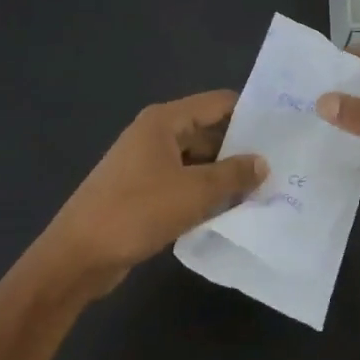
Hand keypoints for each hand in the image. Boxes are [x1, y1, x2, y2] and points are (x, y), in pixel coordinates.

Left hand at [35, 91, 267, 295]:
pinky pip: (183, 183)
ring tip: (264, 188)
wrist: (77, 256)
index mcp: (164, 121)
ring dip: (224, 174)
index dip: (250, 113)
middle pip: (208, 131)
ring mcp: (147, 164)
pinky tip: (232, 209)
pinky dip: (205, 192)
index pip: (217, 103)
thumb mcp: (193, 192)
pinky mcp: (143, 191)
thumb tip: (263, 162)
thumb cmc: (135, 212)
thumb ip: (232, 175)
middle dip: (240, 148)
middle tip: (280, 164)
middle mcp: (155, 135)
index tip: (283, 128)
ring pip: (197, 160)